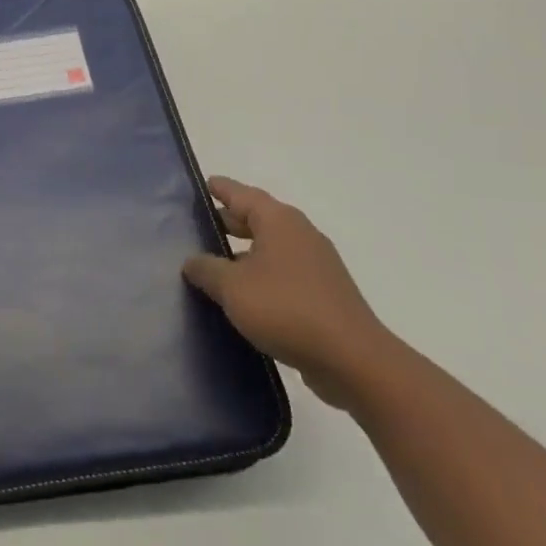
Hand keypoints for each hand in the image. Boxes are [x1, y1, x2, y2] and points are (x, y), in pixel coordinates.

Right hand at [182, 177, 394, 409]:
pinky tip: (243, 297)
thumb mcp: (232, 287)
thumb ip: (206, 269)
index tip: (201, 185)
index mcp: (278, 221)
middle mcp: (299, 234)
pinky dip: (261, 276)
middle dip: (228, 221)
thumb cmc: (286, 309)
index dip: (219, 189)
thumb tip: (192, 261)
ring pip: (270, 248)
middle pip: (256, 218)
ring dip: (243, 253)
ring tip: (213, 265)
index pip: (240, 193)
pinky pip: (283, 274)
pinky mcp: (324, 294)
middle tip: (197, 227)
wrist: (353, 361)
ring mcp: (316, 265)